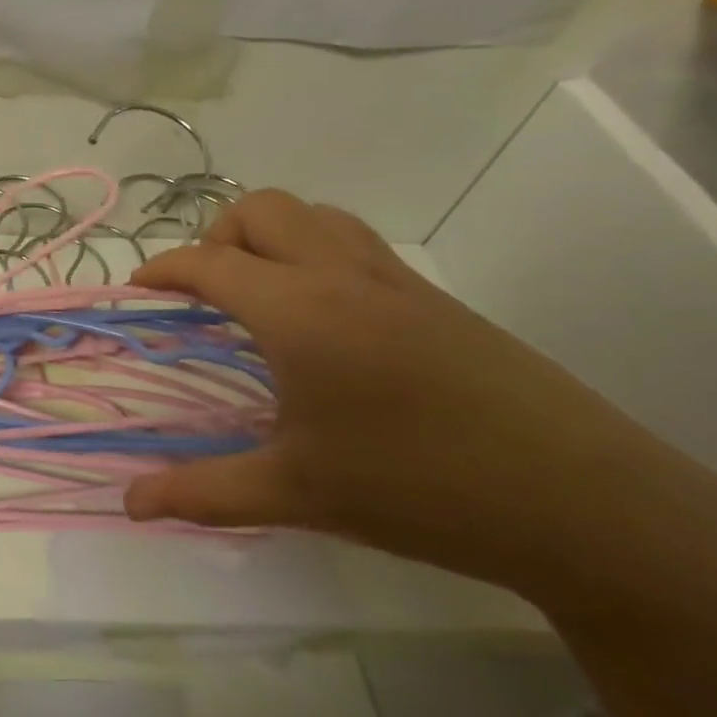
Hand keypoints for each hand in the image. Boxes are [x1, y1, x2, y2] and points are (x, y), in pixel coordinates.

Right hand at [125, 190, 659, 590]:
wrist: (586, 506)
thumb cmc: (420, 489)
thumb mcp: (297, 494)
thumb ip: (203, 493)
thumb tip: (129, 505)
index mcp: (297, 311)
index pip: (208, 263)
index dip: (162, 270)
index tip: (138, 290)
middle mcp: (340, 276)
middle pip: (260, 210)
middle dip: (216, 237)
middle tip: (209, 294)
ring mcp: (396, 280)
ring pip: (314, 214)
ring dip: (271, 235)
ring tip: (263, 293)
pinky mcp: (437, 298)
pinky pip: (356, 242)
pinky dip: (316, 251)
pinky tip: (326, 317)